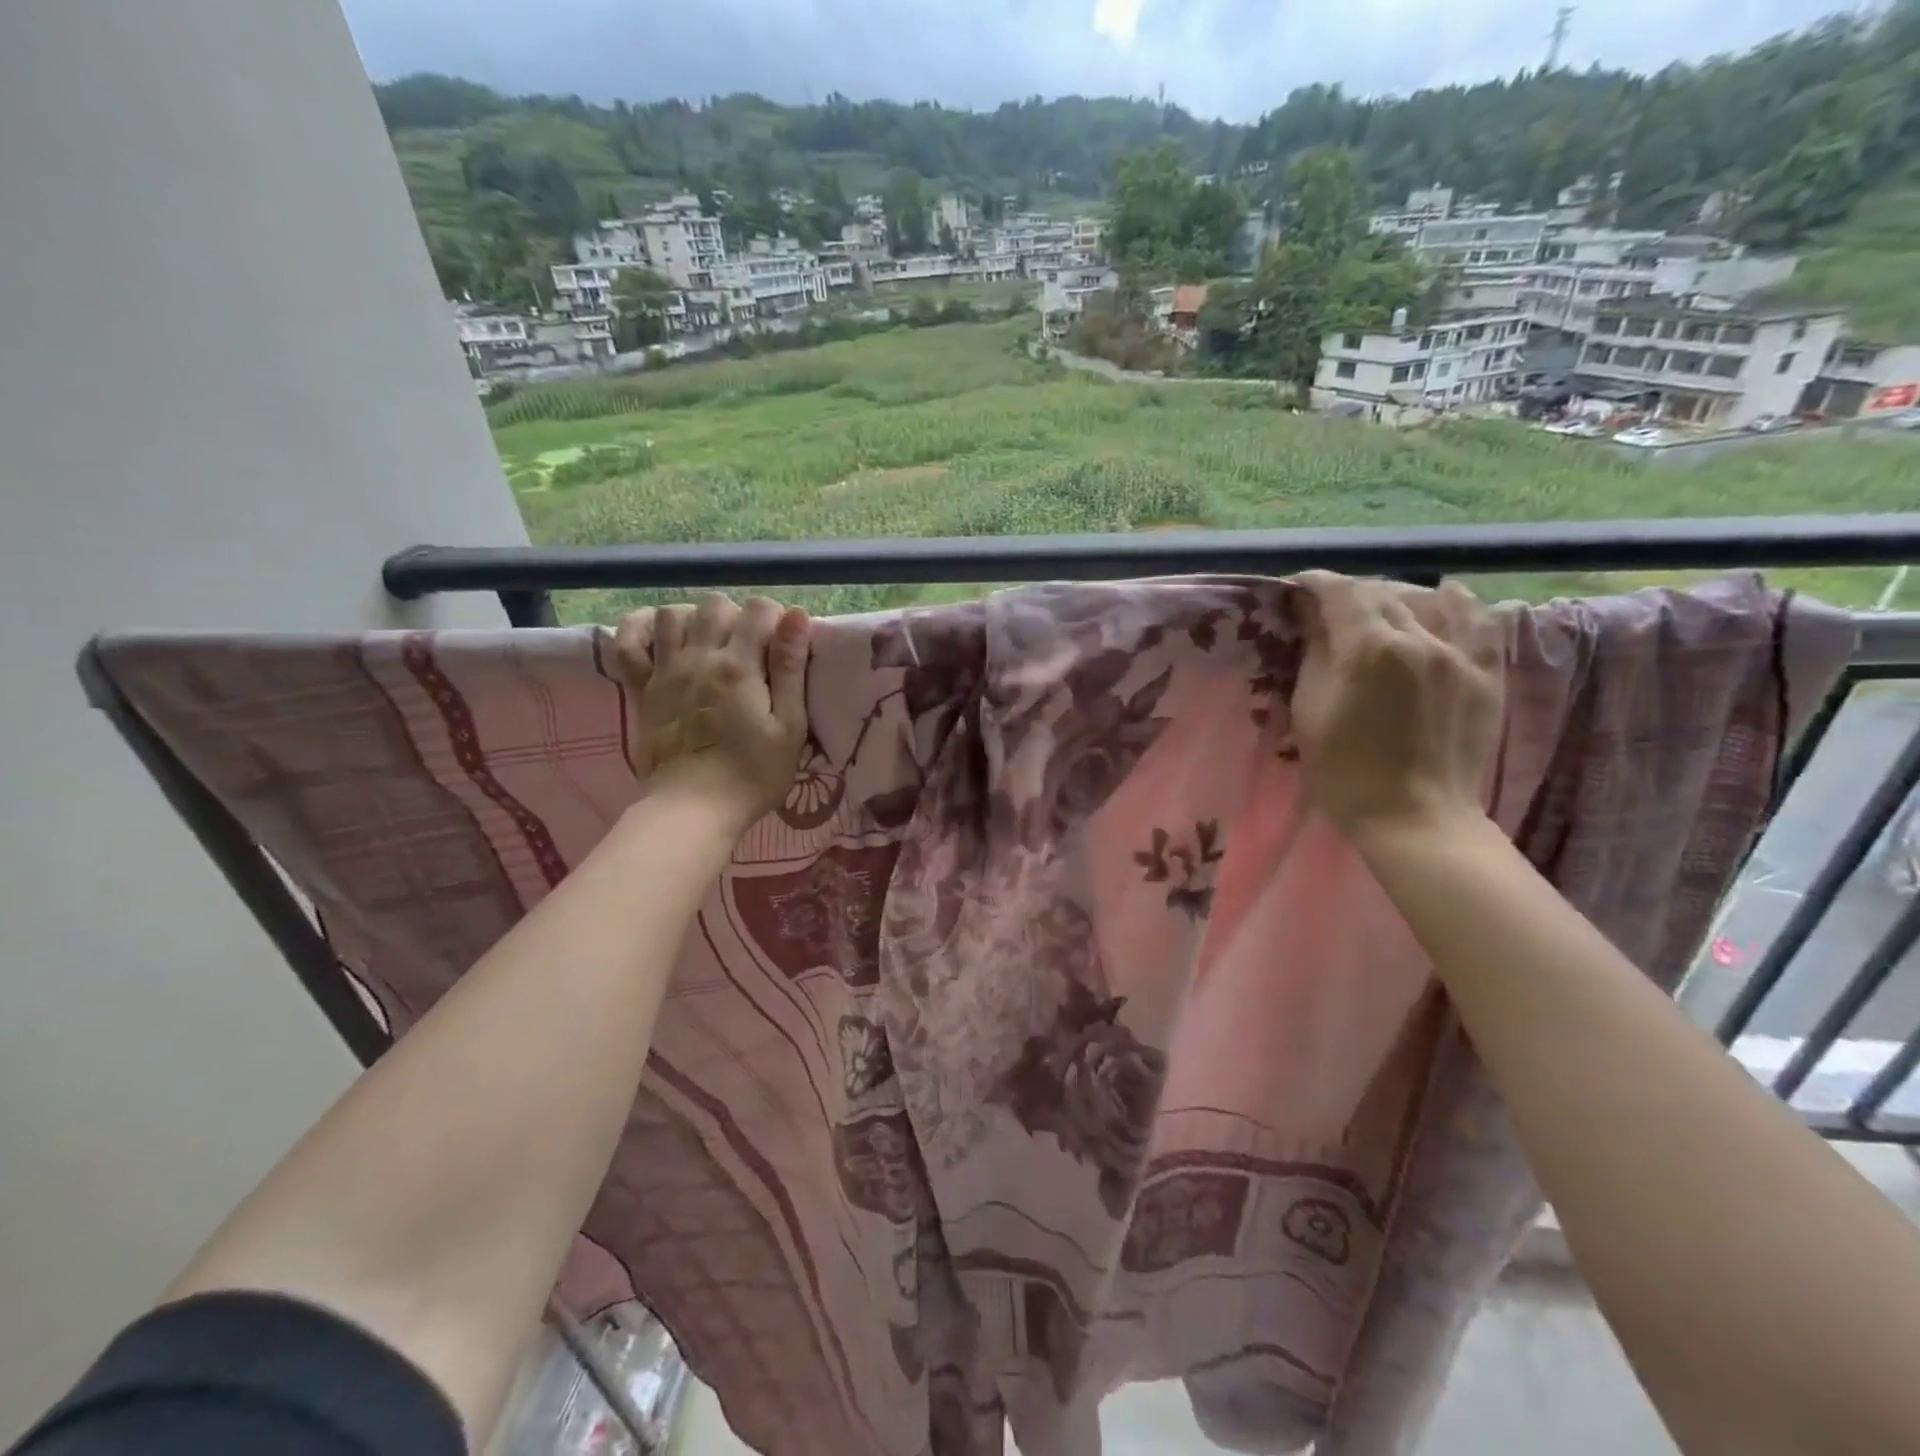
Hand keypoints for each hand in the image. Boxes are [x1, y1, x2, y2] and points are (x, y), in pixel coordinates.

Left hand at [612, 593, 810, 832]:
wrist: (693, 809)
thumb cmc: (752, 774)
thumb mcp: (788, 726)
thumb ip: (790, 669)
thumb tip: (797, 615)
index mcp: (739, 666)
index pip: (759, 610)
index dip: (776, 619)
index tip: (782, 645)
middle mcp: (699, 657)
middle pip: (715, 605)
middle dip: (737, 615)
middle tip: (748, 647)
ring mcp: (665, 671)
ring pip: (672, 615)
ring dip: (694, 618)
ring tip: (709, 643)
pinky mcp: (641, 688)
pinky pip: (628, 642)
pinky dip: (639, 628)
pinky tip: (658, 635)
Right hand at [1290, 572, 1504, 842]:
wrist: (1414, 817)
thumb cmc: (1344, 770)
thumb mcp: (1310, 711)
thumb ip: (1314, 655)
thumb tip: (1312, 617)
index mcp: (1369, 647)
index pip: (1339, 592)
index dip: (1314, 583)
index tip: (1297, 587)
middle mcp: (1419, 637)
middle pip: (1381, 594)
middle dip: (1349, 594)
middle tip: (1326, 609)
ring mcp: (1459, 654)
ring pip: (1425, 602)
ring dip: (1395, 598)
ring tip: (1377, 609)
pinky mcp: (1486, 674)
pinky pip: (1476, 622)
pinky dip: (1457, 603)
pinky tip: (1446, 594)